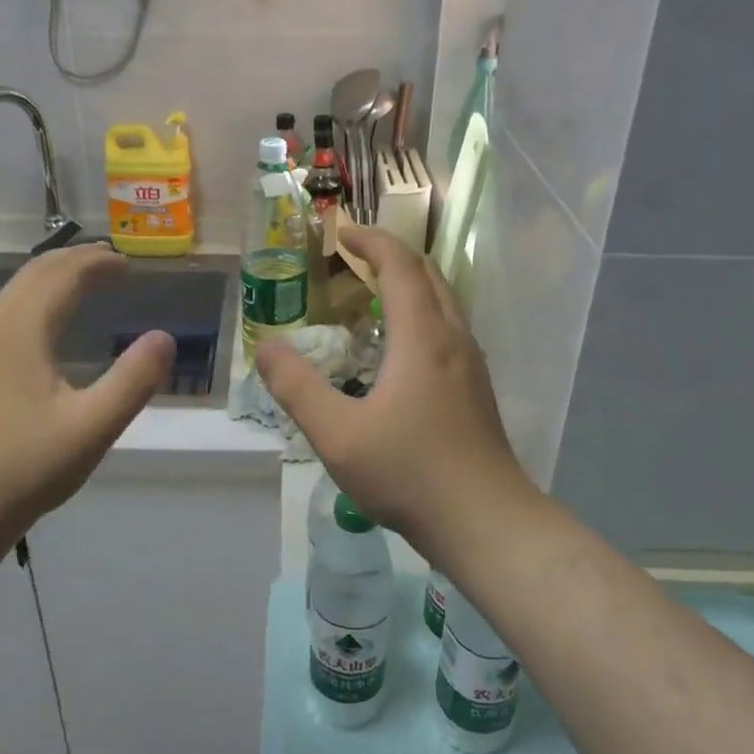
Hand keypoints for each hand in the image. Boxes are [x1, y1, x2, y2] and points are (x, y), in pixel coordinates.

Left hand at [0, 243, 173, 569]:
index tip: (129, 265)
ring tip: (85, 281)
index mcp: (21, 331)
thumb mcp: (93, 426)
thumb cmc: (27, 468)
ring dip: (53, 277)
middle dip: (75, 261)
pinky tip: (48, 323)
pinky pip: (7, 311)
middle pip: (34, 274)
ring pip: (16, 291)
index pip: (62, 275)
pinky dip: (36, 298)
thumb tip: (164, 337)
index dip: (97, 264)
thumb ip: (134, 379)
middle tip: (111, 263)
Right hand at [255, 225, 537, 563]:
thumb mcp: (338, 434)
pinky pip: (448, 330)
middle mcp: (453, 338)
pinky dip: (421, 315)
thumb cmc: (410, 473)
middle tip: (353, 261)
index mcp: (422, 336)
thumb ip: (297, 387)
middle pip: (428, 276)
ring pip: (443, 303)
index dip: (370, 241)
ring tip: (372, 298)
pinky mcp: (477, 390)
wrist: (487, 522)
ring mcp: (471, 365)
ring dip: (409, 286)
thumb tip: (266, 346)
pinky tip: (399, 351)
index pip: (399, 265)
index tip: (341, 232)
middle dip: (390, 257)